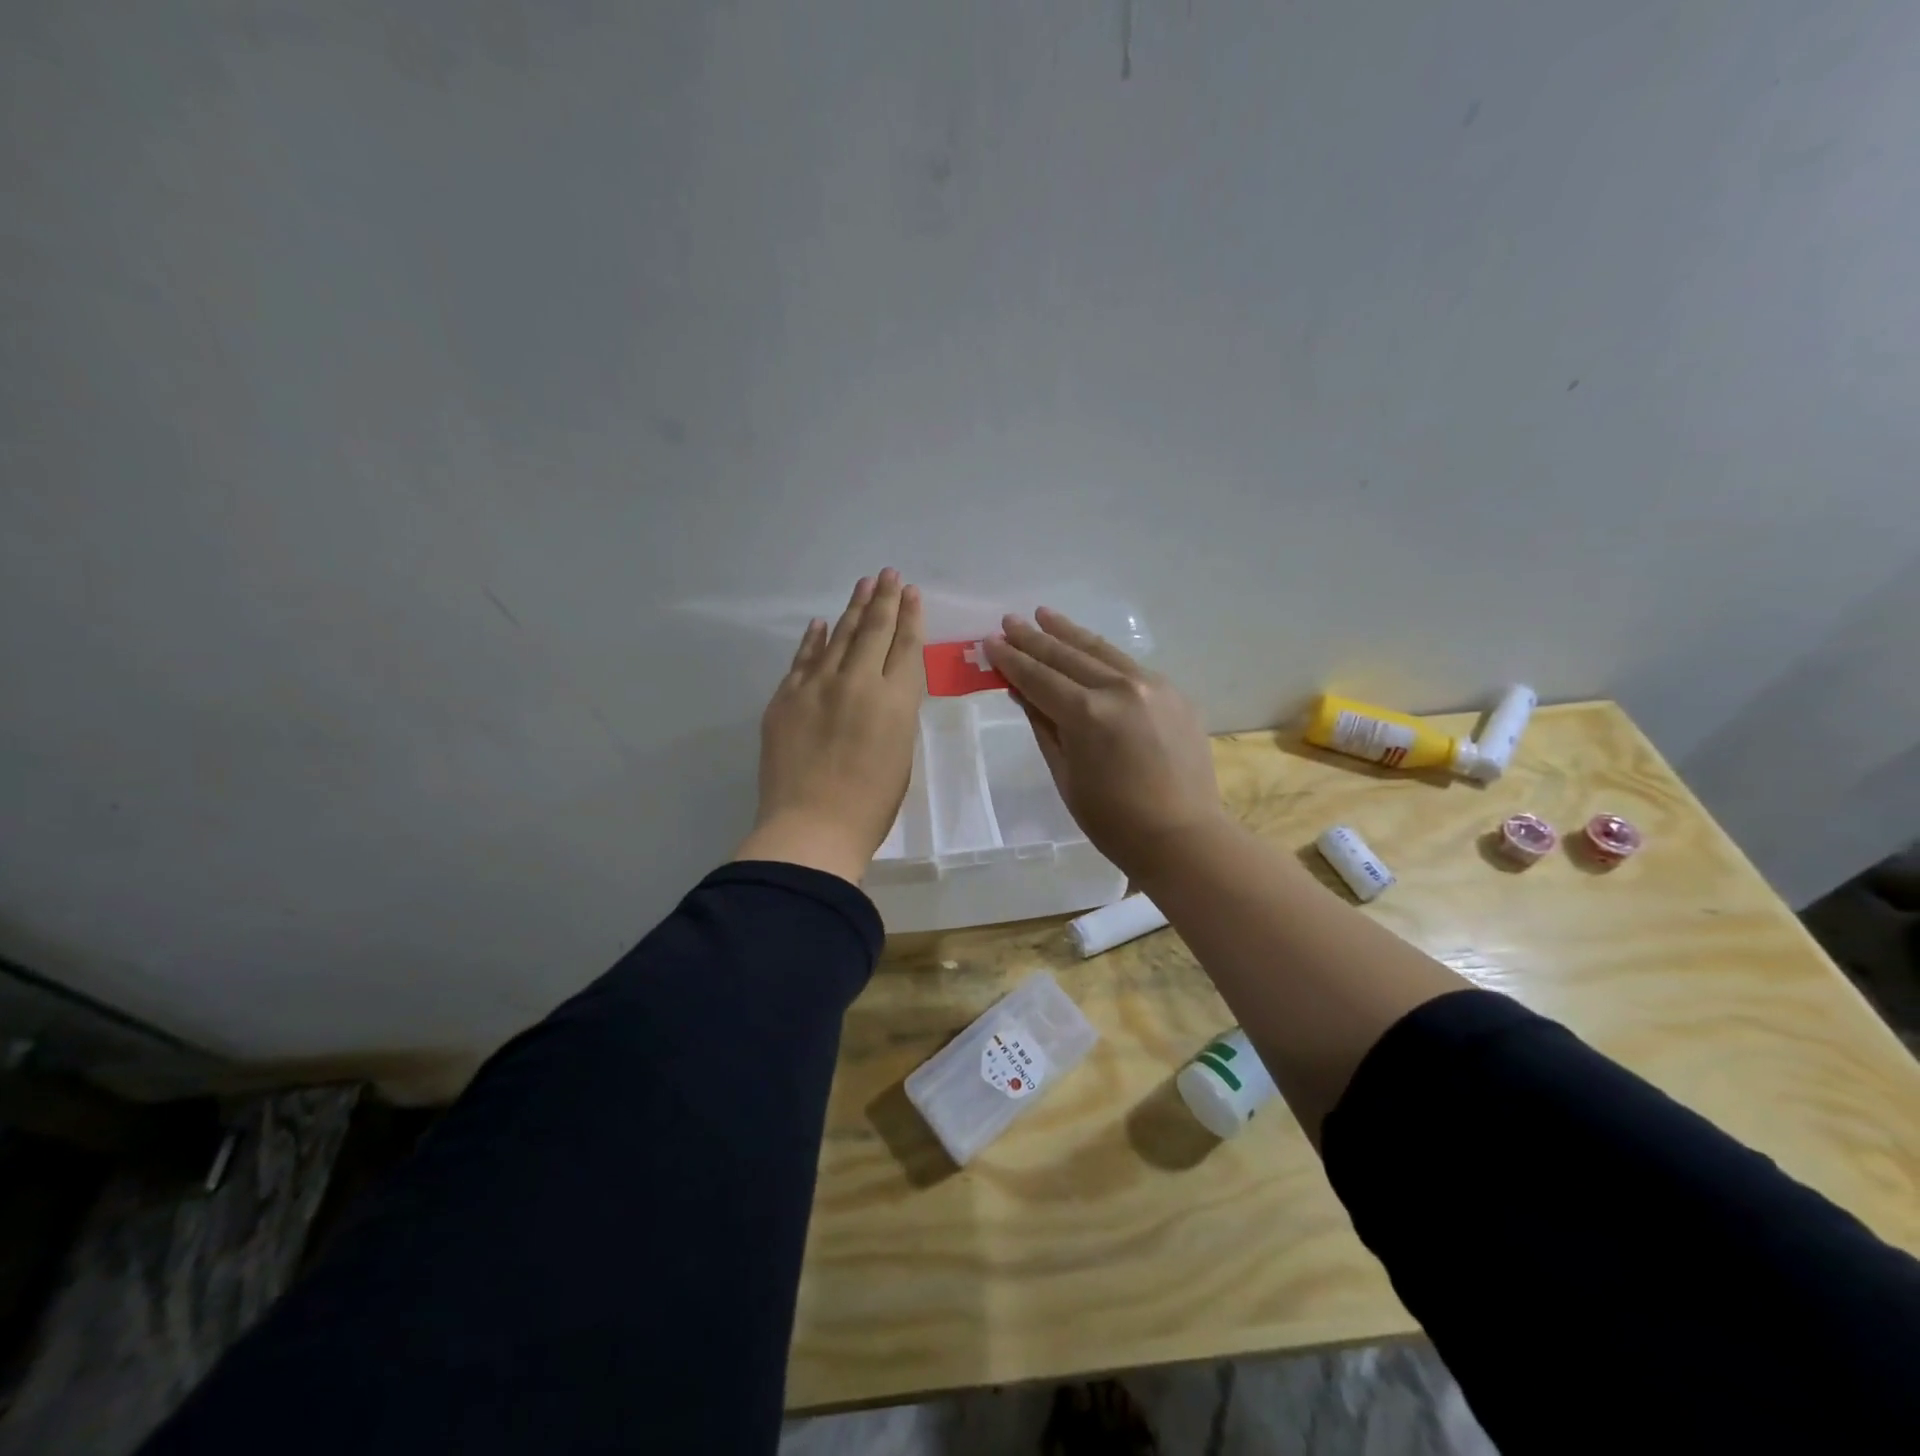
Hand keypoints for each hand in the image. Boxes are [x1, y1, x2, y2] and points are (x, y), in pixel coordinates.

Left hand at [736, 570, 924, 883]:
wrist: (811, 827)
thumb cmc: (870, 806)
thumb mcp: (901, 755)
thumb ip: (895, 714)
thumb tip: (884, 691)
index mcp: (895, 701)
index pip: (905, 647)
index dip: (910, 617)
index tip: (910, 593)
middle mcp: (858, 683)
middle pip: (872, 631)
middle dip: (883, 600)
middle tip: (887, 574)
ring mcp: (816, 687)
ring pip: (837, 637)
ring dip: (851, 609)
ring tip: (862, 585)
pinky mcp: (785, 699)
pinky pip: (802, 660)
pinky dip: (812, 640)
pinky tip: (820, 623)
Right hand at [985, 608, 1224, 877]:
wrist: (1183, 836)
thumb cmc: (1112, 819)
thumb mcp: (1065, 774)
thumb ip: (1044, 726)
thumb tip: (1023, 692)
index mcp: (1087, 714)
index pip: (1039, 678)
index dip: (1011, 660)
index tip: (990, 642)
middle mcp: (1120, 688)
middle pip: (1067, 656)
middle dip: (1034, 639)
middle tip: (1010, 621)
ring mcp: (1152, 686)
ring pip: (1101, 651)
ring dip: (1069, 632)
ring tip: (1044, 615)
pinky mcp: (1174, 693)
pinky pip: (1129, 666)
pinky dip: (1103, 655)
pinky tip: (1089, 648)